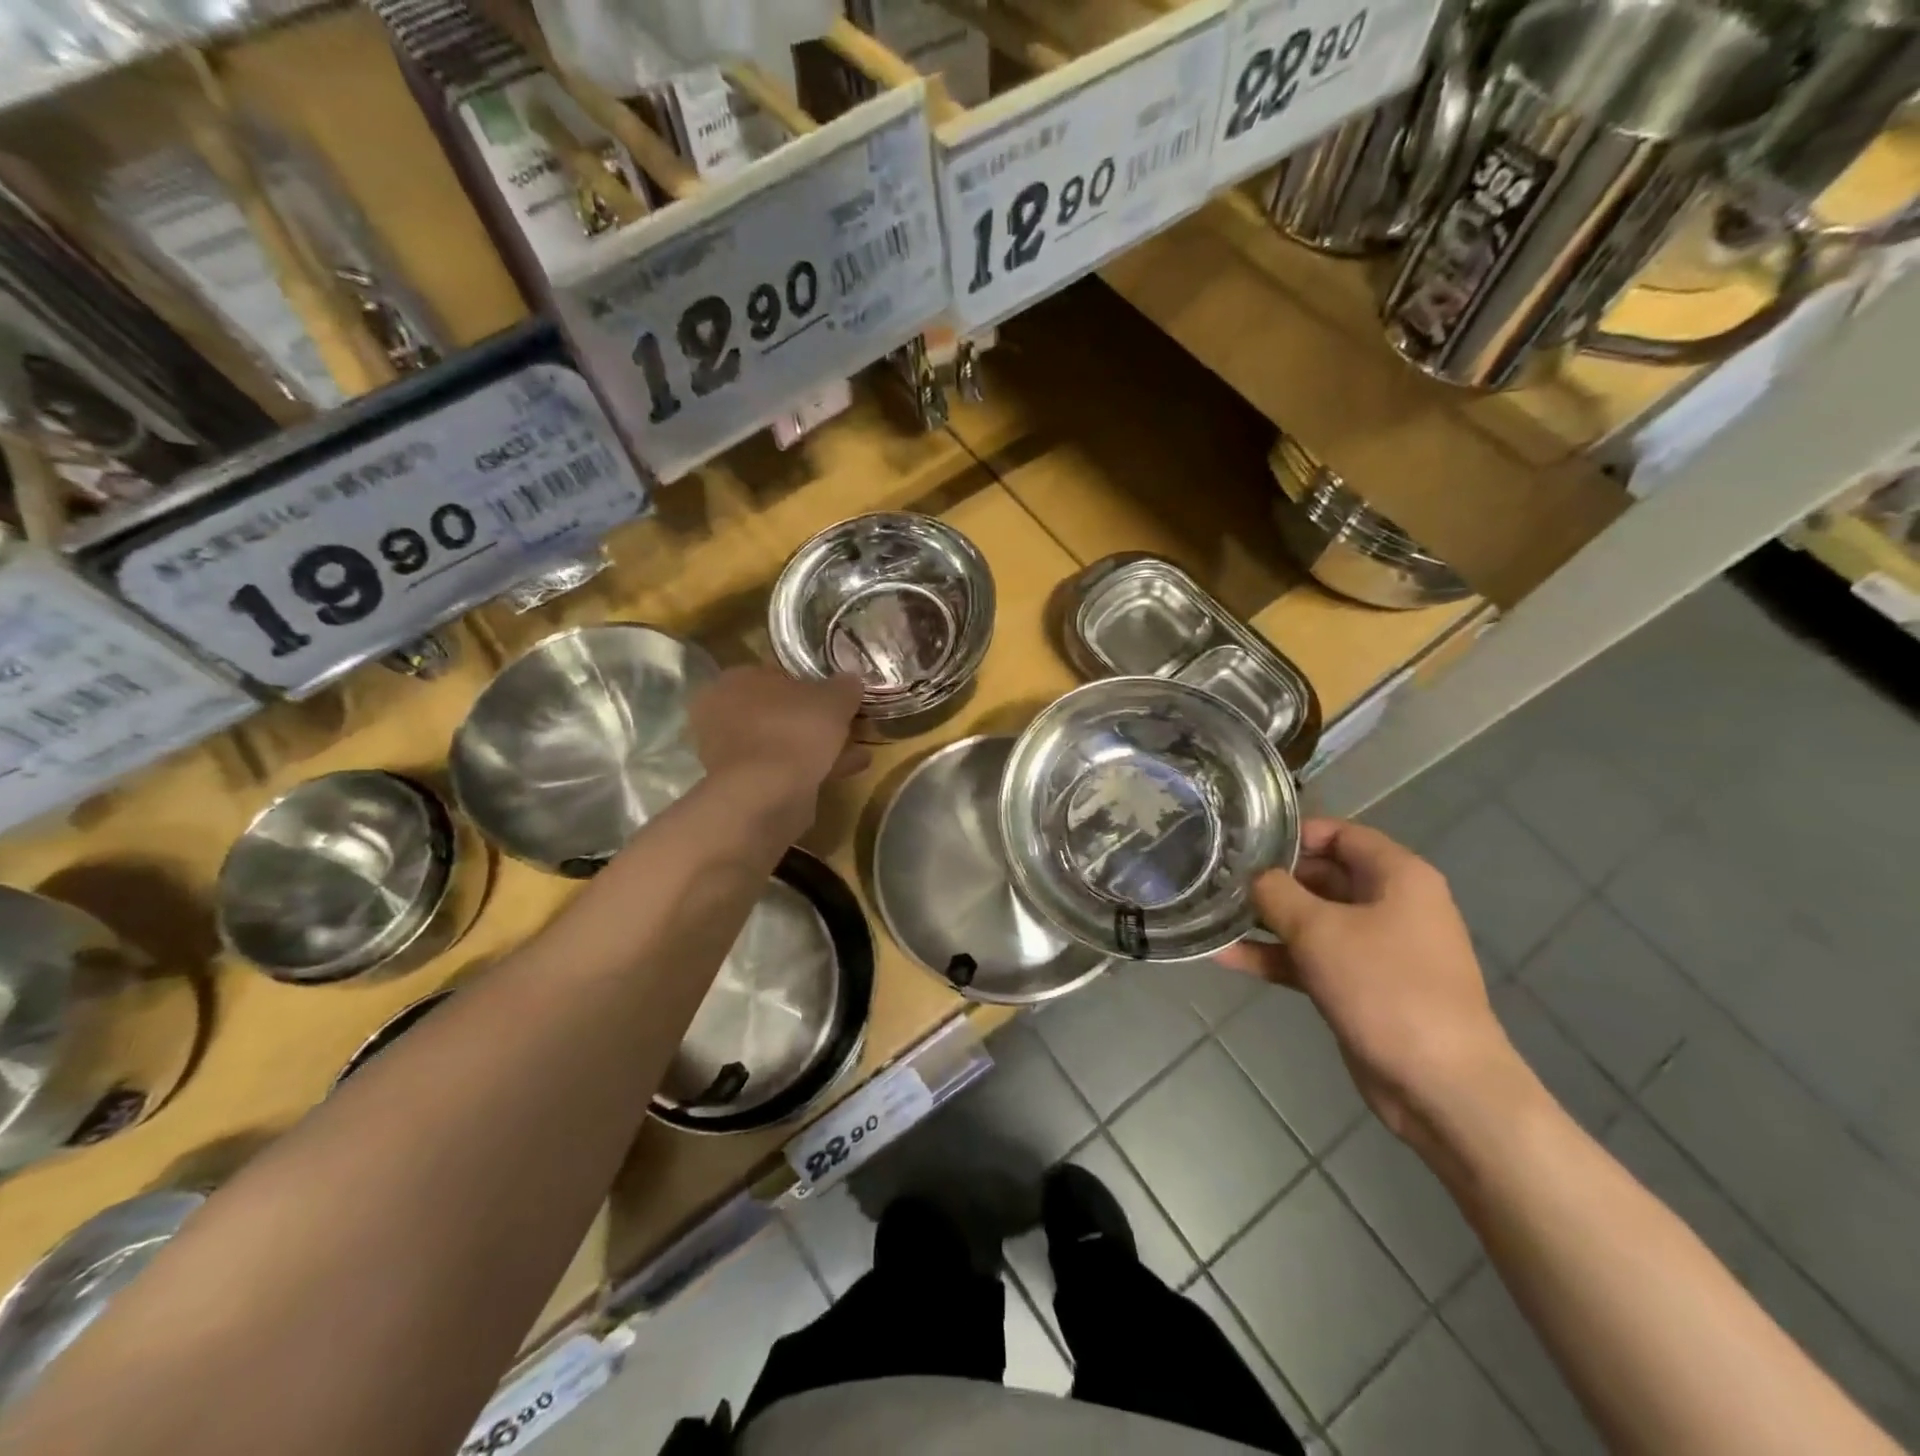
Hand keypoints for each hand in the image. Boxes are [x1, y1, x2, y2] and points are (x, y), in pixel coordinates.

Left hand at [689, 666, 866, 827]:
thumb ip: (844, 687)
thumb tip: (851, 680)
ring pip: (783, 743)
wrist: (765, 796)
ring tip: (857, 752)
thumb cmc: (793, 731)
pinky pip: (783, 770)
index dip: (811, 684)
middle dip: (813, 720)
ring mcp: (730, 754)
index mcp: (736, 681)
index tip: (837, 697)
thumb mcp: (833, 700)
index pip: (777, 674)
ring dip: (817, 747)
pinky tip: (846, 772)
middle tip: (847, 725)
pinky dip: (812, 770)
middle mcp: (723, 714)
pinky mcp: (743, 787)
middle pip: (779, 712)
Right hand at [1218, 819, 1526, 1145]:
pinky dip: (1276, 957)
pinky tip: (1227, 957)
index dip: (1293, 833)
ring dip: (1266, 921)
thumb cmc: (1385, 987)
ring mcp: (1376, 948)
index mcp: (1397, 876)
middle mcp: (1390, 904)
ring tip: (1212, 915)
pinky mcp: (1360, 986)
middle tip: (1218, 878)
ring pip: (1312, 920)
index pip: (1341, 833)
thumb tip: (1253, 877)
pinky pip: (1312, 958)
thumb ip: (1277, 893)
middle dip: (1271, 879)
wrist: (1440, 1085)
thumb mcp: (1319, 930)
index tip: (1245, 842)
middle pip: (1322, 875)